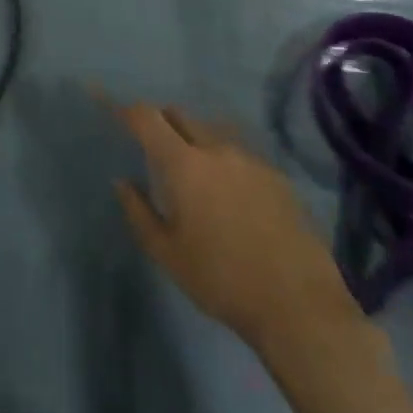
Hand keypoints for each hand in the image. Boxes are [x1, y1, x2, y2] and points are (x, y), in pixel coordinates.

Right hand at [114, 102, 378, 364]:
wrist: (297, 303)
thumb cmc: (220, 279)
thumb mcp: (166, 253)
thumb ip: (138, 212)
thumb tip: (122, 182)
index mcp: (184, 164)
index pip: (147, 118)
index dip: (127, 110)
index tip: (115, 110)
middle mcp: (217, 149)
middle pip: (181, 116)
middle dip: (161, 121)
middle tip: (152, 145)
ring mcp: (251, 159)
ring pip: (212, 132)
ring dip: (194, 138)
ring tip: (191, 169)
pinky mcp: (277, 176)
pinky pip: (239, 153)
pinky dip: (223, 159)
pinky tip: (228, 191)